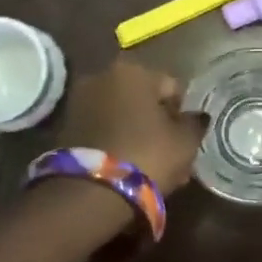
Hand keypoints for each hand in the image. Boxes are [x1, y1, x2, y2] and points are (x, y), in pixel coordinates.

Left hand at [57, 58, 206, 194]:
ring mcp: (81, 101)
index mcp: (134, 71)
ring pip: (124, 117)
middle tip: (172, 155)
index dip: (183, 115)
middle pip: (144, 101)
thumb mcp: (185, 142)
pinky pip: (105, 131)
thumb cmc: (147, 155)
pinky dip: (119, 144)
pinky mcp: (67, 127)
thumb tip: (195, 117)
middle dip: (159, 126)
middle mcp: (103, 77)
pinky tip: (131, 168)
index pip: (172, 87)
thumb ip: (194, 124)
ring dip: (139, 136)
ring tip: (153, 168)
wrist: (90, 190)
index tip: (187, 140)